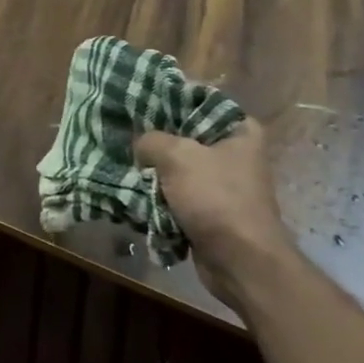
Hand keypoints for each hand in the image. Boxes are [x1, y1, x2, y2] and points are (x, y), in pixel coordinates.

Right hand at [135, 120, 291, 310]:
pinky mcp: (210, 210)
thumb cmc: (216, 198)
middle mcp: (234, 153)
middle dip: (155, 139)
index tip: (137, 103)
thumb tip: (139, 145)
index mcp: (240, 130)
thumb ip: (151, 140)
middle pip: (184, 135)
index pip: (198, 101)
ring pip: (177, 167)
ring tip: (123, 161)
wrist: (240, 262)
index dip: (167, 100)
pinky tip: (133, 189)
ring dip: (153, 170)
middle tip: (124, 133)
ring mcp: (222, 184)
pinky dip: (158, 195)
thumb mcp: (177, 156)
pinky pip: (176, 194)